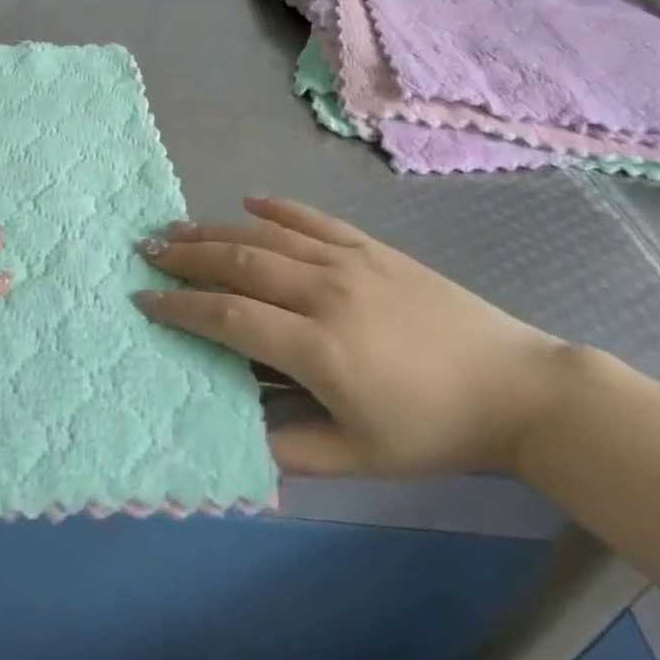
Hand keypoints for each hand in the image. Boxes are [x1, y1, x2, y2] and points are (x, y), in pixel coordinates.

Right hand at [139, 197, 568, 477]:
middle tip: (147, 250)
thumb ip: (291, 448)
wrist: (515, 387)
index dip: (182, 308)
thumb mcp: (361, 459)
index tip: (144, 300)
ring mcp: (349, 262)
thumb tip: (234, 433)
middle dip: (187, 256)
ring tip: (178, 225)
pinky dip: (277, 206)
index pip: (230, 317)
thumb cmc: (433, 429)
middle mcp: (325, 292)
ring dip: (218, 228)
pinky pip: (314, 218)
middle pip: (240, 263)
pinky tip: (249, 200)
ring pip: (268, 235)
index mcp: (319, 348)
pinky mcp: (372, 247)